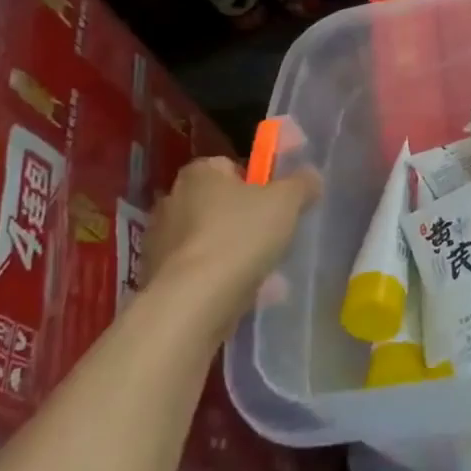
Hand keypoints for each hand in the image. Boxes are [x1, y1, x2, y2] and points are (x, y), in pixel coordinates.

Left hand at [143, 156, 320, 330]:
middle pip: (221, 204)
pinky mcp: (160, 280)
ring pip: (212, 240)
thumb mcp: (287, 201)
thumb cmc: (240, 236)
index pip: (233, 166)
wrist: (192, 304)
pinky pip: (201, 272)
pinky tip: (247, 293)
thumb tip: (310, 177)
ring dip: (236, 252)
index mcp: (199, 173)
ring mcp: (160, 243)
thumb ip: (302, 183)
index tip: (279, 201)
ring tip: (267, 271)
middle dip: (247, 218)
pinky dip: (221, 279)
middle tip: (276, 235)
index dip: (260, 181)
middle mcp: (173, 201)